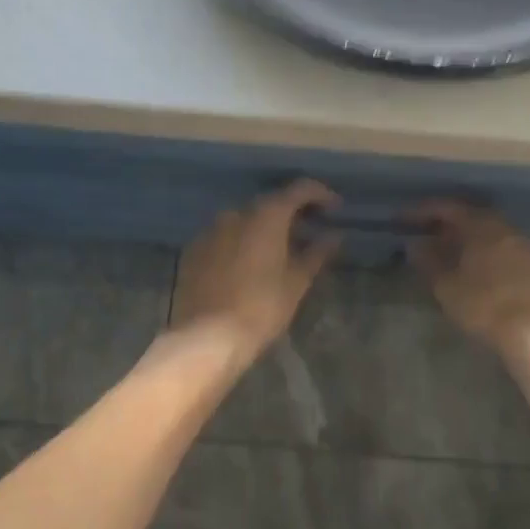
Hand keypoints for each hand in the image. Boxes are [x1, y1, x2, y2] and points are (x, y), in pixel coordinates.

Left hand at [171, 180, 340, 362]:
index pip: (299, 189)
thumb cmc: (260, 308)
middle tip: (311, 228)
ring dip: (266, 226)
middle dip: (293, 212)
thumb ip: (317, 253)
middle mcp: (236, 213)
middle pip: (271, 202)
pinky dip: (242, 240)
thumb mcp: (296, 282)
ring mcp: (211, 230)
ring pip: (246, 219)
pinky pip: (225, 235)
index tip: (336, 208)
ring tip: (282, 247)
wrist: (204, 338)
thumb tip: (335, 235)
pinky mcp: (194, 249)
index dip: (321, 195)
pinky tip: (250, 262)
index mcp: (266, 215)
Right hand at [409, 202, 529, 354]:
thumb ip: (429, 261)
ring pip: (495, 235)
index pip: (448, 208)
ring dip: (474, 241)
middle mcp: (507, 228)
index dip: (424, 211)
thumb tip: (416, 244)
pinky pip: (511, 252)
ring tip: (456, 256)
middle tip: (431, 236)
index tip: (405, 219)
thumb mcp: (447, 287)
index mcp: (481, 226)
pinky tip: (486, 274)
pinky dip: (493, 256)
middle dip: (450, 225)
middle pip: (474, 217)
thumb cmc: (485, 305)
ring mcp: (529, 247)